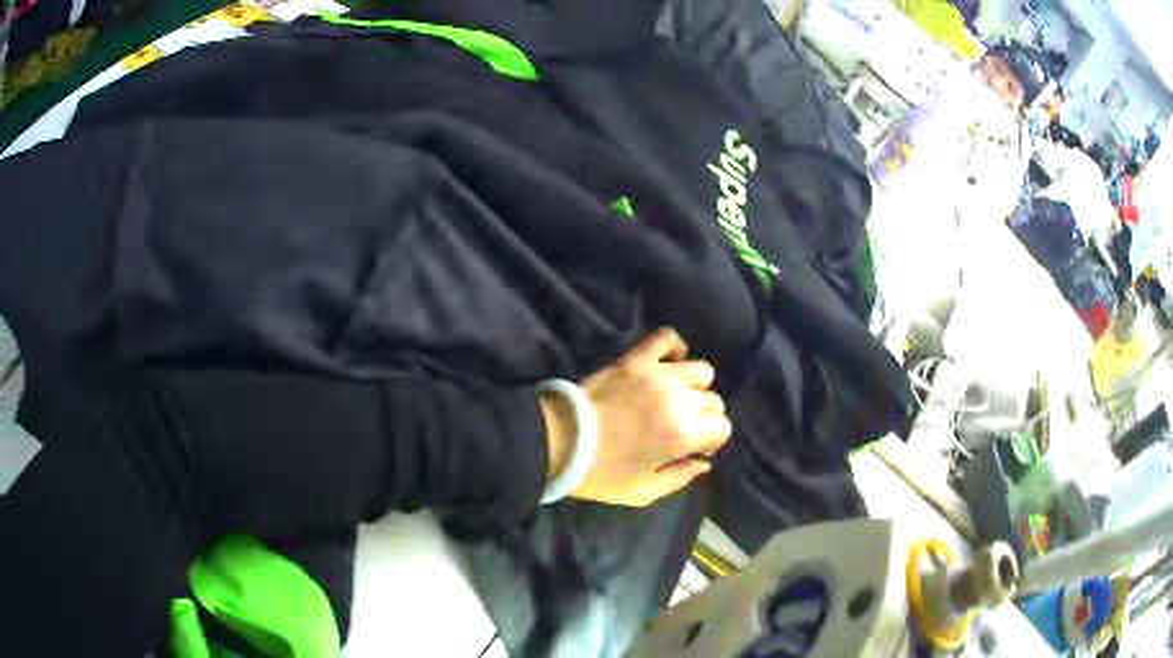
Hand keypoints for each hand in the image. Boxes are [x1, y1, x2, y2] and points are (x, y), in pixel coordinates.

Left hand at [541, 328, 731, 506]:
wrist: (558, 441)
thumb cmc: (600, 473)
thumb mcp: (643, 492)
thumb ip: (680, 478)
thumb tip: (704, 463)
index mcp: (683, 434)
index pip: (722, 427)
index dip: (711, 441)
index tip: (693, 449)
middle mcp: (678, 399)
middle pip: (712, 400)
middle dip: (703, 418)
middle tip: (681, 427)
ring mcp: (657, 374)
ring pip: (701, 370)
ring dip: (695, 386)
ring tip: (676, 397)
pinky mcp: (635, 359)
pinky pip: (667, 337)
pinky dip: (674, 347)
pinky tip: (670, 363)